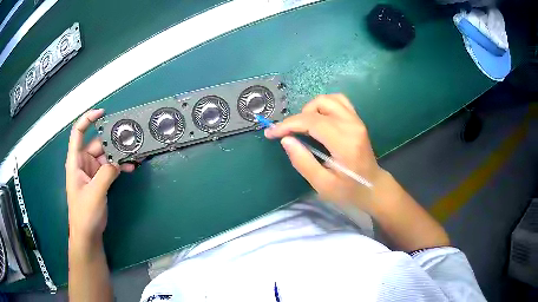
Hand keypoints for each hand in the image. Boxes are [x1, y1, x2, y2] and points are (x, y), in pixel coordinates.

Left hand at [65, 109, 133, 244]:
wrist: (88, 234)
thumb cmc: (85, 213)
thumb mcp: (95, 193)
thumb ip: (106, 174)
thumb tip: (119, 160)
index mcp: (75, 161)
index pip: (77, 133)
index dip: (88, 119)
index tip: (103, 113)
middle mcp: (83, 162)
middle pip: (97, 143)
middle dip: (112, 141)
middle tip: (129, 139)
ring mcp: (92, 171)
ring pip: (106, 155)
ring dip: (119, 155)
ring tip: (133, 155)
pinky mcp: (100, 179)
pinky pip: (110, 166)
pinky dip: (119, 165)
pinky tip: (130, 167)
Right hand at [265, 94, 382, 210]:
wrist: (372, 187)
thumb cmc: (348, 190)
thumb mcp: (323, 184)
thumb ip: (303, 161)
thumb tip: (286, 140)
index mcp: (345, 143)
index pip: (312, 122)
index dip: (288, 124)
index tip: (271, 132)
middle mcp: (352, 125)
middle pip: (320, 105)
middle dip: (299, 117)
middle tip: (292, 134)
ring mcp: (356, 120)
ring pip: (329, 99)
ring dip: (312, 109)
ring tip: (306, 127)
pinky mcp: (357, 120)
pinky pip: (338, 101)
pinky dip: (324, 107)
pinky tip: (319, 120)